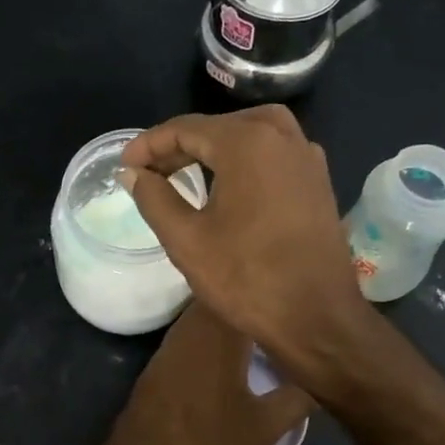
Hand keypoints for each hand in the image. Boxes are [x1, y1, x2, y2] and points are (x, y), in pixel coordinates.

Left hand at [101, 303, 311, 444]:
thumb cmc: (208, 444)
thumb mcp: (265, 427)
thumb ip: (297, 398)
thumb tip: (320, 377)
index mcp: (219, 333)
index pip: (246, 292)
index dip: (272, 292)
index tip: (297, 296)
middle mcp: (191, 327)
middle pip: (223, 299)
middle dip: (252, 303)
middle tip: (285, 312)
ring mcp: (170, 344)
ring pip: (205, 317)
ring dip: (231, 320)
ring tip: (264, 331)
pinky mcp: (159, 363)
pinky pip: (191, 336)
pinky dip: (212, 338)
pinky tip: (230, 356)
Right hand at [120, 107, 377, 389]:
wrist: (317, 318)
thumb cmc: (246, 278)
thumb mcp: (186, 239)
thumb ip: (154, 198)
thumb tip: (132, 173)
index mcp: (248, 144)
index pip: (187, 128)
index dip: (150, 144)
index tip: (125, 165)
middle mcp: (282, 138)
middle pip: (220, 126)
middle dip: (180, 145)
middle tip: (149, 171)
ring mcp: (307, 158)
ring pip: (252, 133)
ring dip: (215, 146)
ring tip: (185, 169)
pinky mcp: (318, 182)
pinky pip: (275, 152)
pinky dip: (246, 157)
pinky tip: (229, 183)